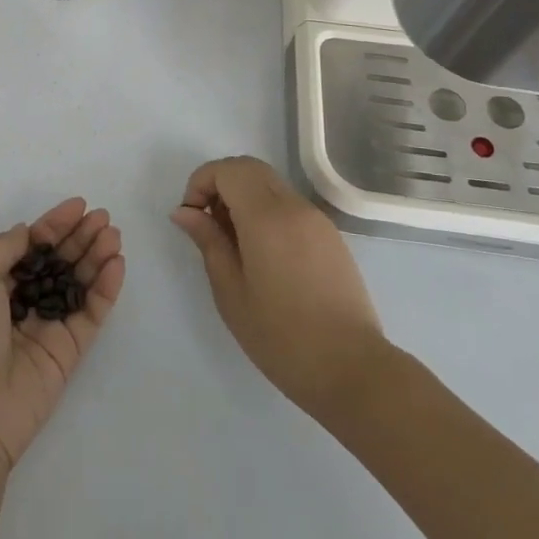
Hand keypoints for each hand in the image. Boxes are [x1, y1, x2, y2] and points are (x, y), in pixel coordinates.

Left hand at [0, 198, 124, 472]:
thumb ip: (4, 248)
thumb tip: (27, 233)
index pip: (29, 245)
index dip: (53, 224)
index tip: (79, 205)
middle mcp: (18, 302)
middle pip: (57, 261)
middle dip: (79, 237)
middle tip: (104, 217)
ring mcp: (44, 327)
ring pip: (77, 284)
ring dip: (96, 257)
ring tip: (114, 235)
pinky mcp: (67, 353)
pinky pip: (90, 314)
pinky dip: (105, 289)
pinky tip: (116, 265)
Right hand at [171, 156, 387, 423]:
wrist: (353, 370)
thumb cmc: (282, 337)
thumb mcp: (231, 292)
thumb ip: (208, 242)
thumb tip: (184, 211)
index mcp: (266, 217)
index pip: (227, 170)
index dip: (201, 182)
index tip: (191, 217)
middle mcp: (294, 207)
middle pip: (249, 168)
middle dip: (220, 184)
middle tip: (208, 224)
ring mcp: (317, 219)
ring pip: (270, 184)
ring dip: (243, 196)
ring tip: (233, 243)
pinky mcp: (331, 236)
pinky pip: (289, 205)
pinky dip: (266, 211)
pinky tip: (263, 254)